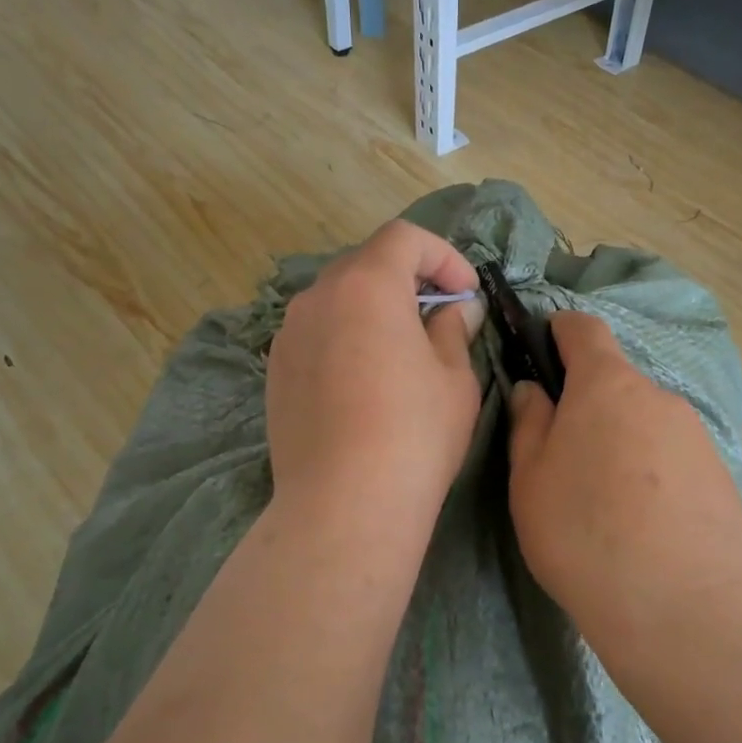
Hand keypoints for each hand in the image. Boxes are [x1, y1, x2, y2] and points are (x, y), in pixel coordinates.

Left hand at [266, 220, 486, 525]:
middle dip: (408, 281)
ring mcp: (288, 336)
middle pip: (366, 265)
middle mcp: (317, 298)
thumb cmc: (415, 433)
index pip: (404, 238)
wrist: (344, 504)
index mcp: (366, 285)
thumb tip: (456, 309)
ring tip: (402, 354)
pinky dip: (346, 340)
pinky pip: (317, 337)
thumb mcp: (454, 378)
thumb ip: (453, 329)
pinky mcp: (275, 374)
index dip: (443, 256)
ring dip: (374, 311)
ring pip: (338, 302)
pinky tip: (365, 385)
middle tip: (440, 320)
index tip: (466, 294)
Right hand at [507, 313, 741, 638]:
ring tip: (606, 502)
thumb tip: (533, 390)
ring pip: (645, 423)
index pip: (585, 329)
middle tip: (565, 457)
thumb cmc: (583, 532)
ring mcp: (695, 435)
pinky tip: (643, 523)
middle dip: (588, 405)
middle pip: (616, 384)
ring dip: (621, 443)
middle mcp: (657, 397)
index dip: (561, 330)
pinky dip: (652, 473)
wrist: (680, 604)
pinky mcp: (719, 474)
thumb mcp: (530, 479)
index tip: (544, 347)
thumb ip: (528, 424)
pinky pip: (672, 458)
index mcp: (606, 386)